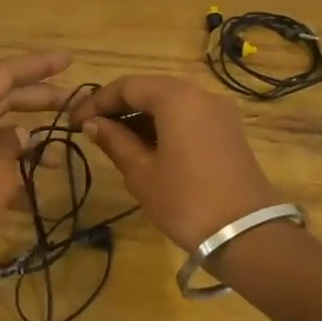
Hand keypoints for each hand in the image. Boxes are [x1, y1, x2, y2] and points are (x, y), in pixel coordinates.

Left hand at [0, 52, 73, 286]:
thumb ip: (12, 149)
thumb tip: (20, 135)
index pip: (3, 75)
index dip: (38, 66)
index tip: (70, 60)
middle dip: (37, 102)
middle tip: (75, 104)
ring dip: (24, 144)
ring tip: (59, 158)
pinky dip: (5, 171)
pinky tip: (33, 193)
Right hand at [71, 76, 284, 249]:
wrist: (247, 234)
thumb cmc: (186, 201)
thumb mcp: (142, 173)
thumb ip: (115, 141)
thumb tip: (93, 124)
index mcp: (176, 97)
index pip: (127, 86)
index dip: (97, 101)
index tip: (74, 122)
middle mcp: (200, 94)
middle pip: (150, 89)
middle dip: (118, 106)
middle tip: (91, 129)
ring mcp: (218, 111)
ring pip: (170, 102)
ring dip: (140, 116)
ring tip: (113, 140)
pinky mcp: (228, 130)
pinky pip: (188, 115)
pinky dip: (163, 124)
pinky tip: (145, 146)